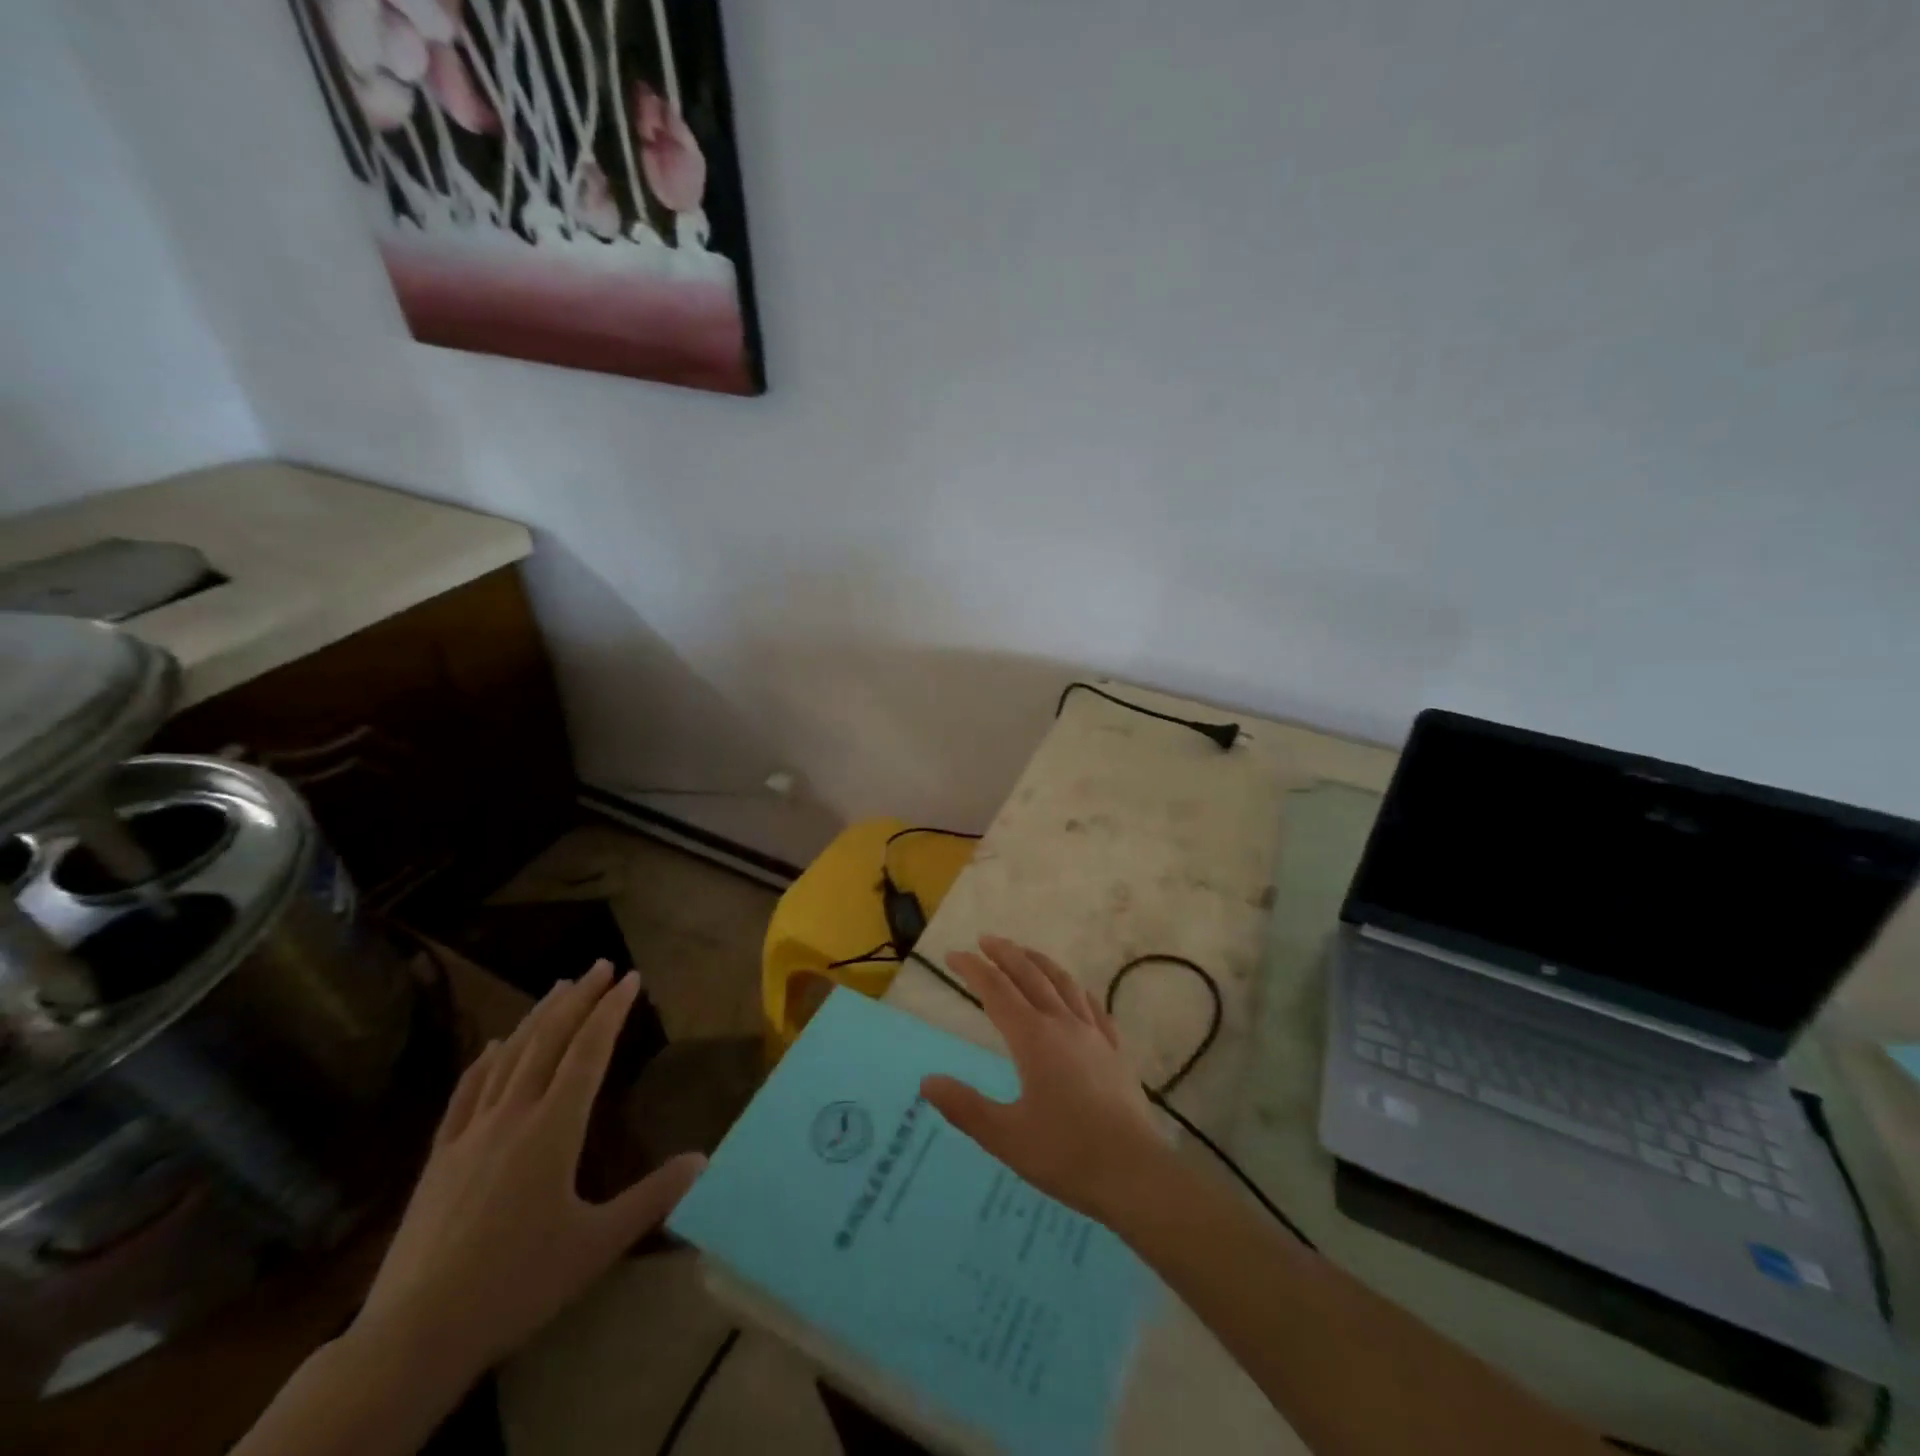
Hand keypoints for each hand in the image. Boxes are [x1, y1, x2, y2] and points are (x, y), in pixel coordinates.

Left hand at [354, 961, 705, 1375]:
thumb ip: (653, 1197)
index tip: (631, 978)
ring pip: (508, 1058)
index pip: (588, 1053)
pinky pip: (465, 1094)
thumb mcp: (597, 1244)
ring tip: (558, 988)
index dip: (611, 1011)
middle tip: (600, 965)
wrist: (412, 1336)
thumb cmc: (516, 1284)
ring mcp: (470, 1134)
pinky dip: (483, 1061)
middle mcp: (512, 1117)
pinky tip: (490, 1046)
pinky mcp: (438, 1158)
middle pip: (548, 1041)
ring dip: (536, 1018)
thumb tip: (705, 1159)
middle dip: (578, 999)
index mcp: (552, 1130)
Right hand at [920, 937, 1161, 1222]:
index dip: (973, 969)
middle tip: (985, 940)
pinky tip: (1075, 992)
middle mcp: (1063, 1025)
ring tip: (1025, 952)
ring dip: (1040, 962)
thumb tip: (928, 1081)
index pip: (996, 991)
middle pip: (1030, 976)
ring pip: (1063, 983)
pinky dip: (1076, 989)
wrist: (1134, 1173)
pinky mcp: (1115, 1051)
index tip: (953, 956)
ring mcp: (1093, 1035)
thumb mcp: (1005, 1137)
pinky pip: (1093, 1006)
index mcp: (1033, 1039)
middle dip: (1006, 954)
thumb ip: (965, 1107)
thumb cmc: (1066, 1154)